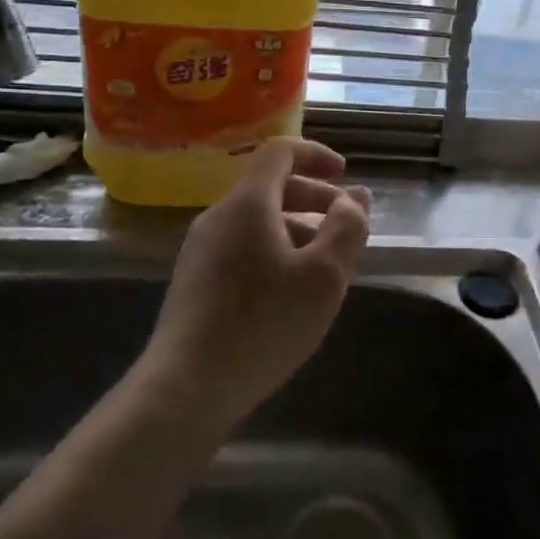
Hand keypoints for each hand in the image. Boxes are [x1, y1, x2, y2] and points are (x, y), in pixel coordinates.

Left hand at [138, 137, 370, 428]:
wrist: (186, 386)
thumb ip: (346, 229)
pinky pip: (242, 246)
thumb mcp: (323, 277)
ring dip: (296, 228)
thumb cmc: (263, 324)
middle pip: (269, 187)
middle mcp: (218, 217)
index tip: (345, 175)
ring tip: (325, 264)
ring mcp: (200, 250)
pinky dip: (274, 250)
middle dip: (314, 197)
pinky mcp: (195, 280)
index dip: (316, 154)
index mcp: (247, 204)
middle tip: (346, 225)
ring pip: (256, 221)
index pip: (279, 152)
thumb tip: (353, 200)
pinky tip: (289, 291)